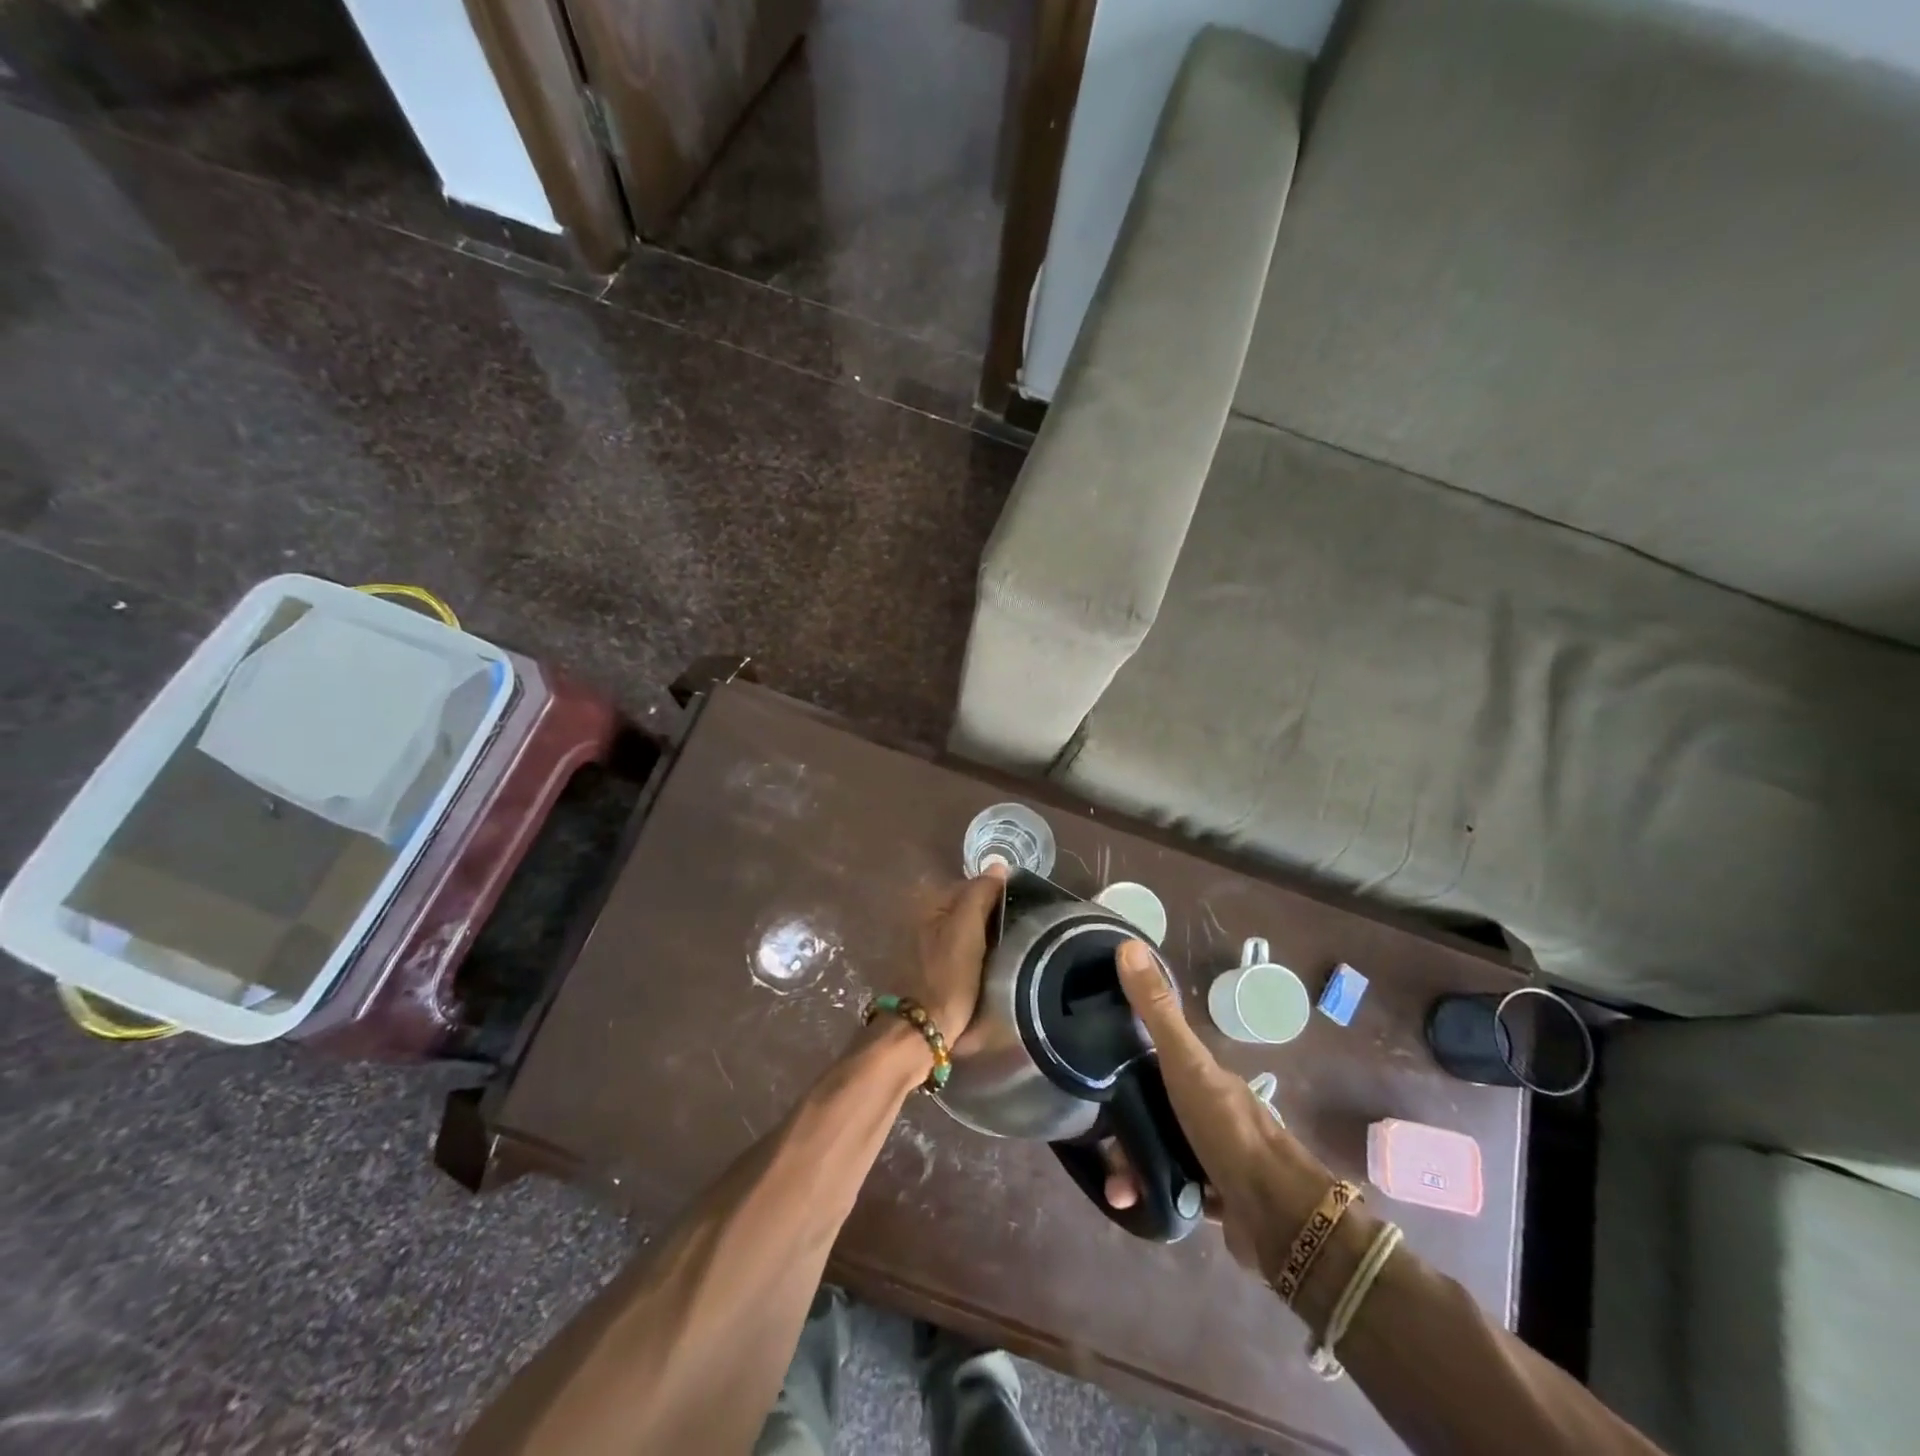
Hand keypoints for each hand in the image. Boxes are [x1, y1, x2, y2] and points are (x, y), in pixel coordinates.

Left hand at [904, 864, 1007, 1044]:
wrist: (919, 1032)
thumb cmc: (946, 977)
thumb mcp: (966, 930)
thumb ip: (980, 894)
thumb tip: (998, 864)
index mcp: (928, 902)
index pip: (971, 885)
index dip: (996, 895)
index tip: (1020, 911)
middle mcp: (920, 917)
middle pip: (966, 908)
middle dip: (988, 916)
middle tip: (1016, 933)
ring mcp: (921, 945)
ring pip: (962, 931)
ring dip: (982, 938)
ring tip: (1006, 951)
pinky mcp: (927, 970)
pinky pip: (957, 952)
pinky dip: (972, 956)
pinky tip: (986, 968)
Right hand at [1110, 940, 1332, 1276]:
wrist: (1280, 1219)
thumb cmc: (1227, 1130)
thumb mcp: (1186, 1064)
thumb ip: (1157, 1011)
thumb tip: (1128, 945)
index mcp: (1204, 1076)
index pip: (1156, 1059)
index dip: (1124, 1063)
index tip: (1093, 1073)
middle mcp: (1211, 1111)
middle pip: (1155, 1109)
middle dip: (1124, 1128)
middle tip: (1102, 1145)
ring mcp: (1216, 1156)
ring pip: (1161, 1152)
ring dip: (1133, 1168)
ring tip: (1117, 1186)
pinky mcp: (1217, 1199)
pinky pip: (1174, 1191)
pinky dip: (1152, 1195)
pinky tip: (1136, 1203)